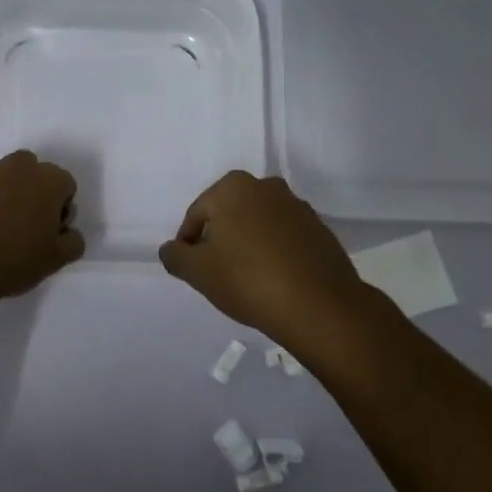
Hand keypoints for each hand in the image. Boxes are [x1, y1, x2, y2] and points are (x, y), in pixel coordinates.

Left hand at [0, 151, 84, 301]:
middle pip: (33, 173)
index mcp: (48, 180)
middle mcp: (18, 166)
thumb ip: (73, 241)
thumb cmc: (13, 260)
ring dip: (3, 194)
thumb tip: (69, 232)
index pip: (65, 186)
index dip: (60, 209)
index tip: (48, 231)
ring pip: (2, 177)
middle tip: (22, 226)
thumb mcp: (57, 259)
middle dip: (32, 193)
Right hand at [158, 171, 370, 343]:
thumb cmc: (248, 279)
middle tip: (216, 272)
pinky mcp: (320, 229)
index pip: (198, 213)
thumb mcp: (198, 272)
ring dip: (248, 244)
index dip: (188, 243)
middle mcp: (267, 187)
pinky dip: (275, 252)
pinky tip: (274, 279)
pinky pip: (285, 237)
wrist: (318, 305)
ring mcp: (298, 206)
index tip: (190, 268)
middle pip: (230, 214)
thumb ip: (176, 256)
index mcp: (233, 187)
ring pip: (259, 224)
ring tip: (246, 278)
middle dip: (220, 239)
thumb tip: (170, 249)